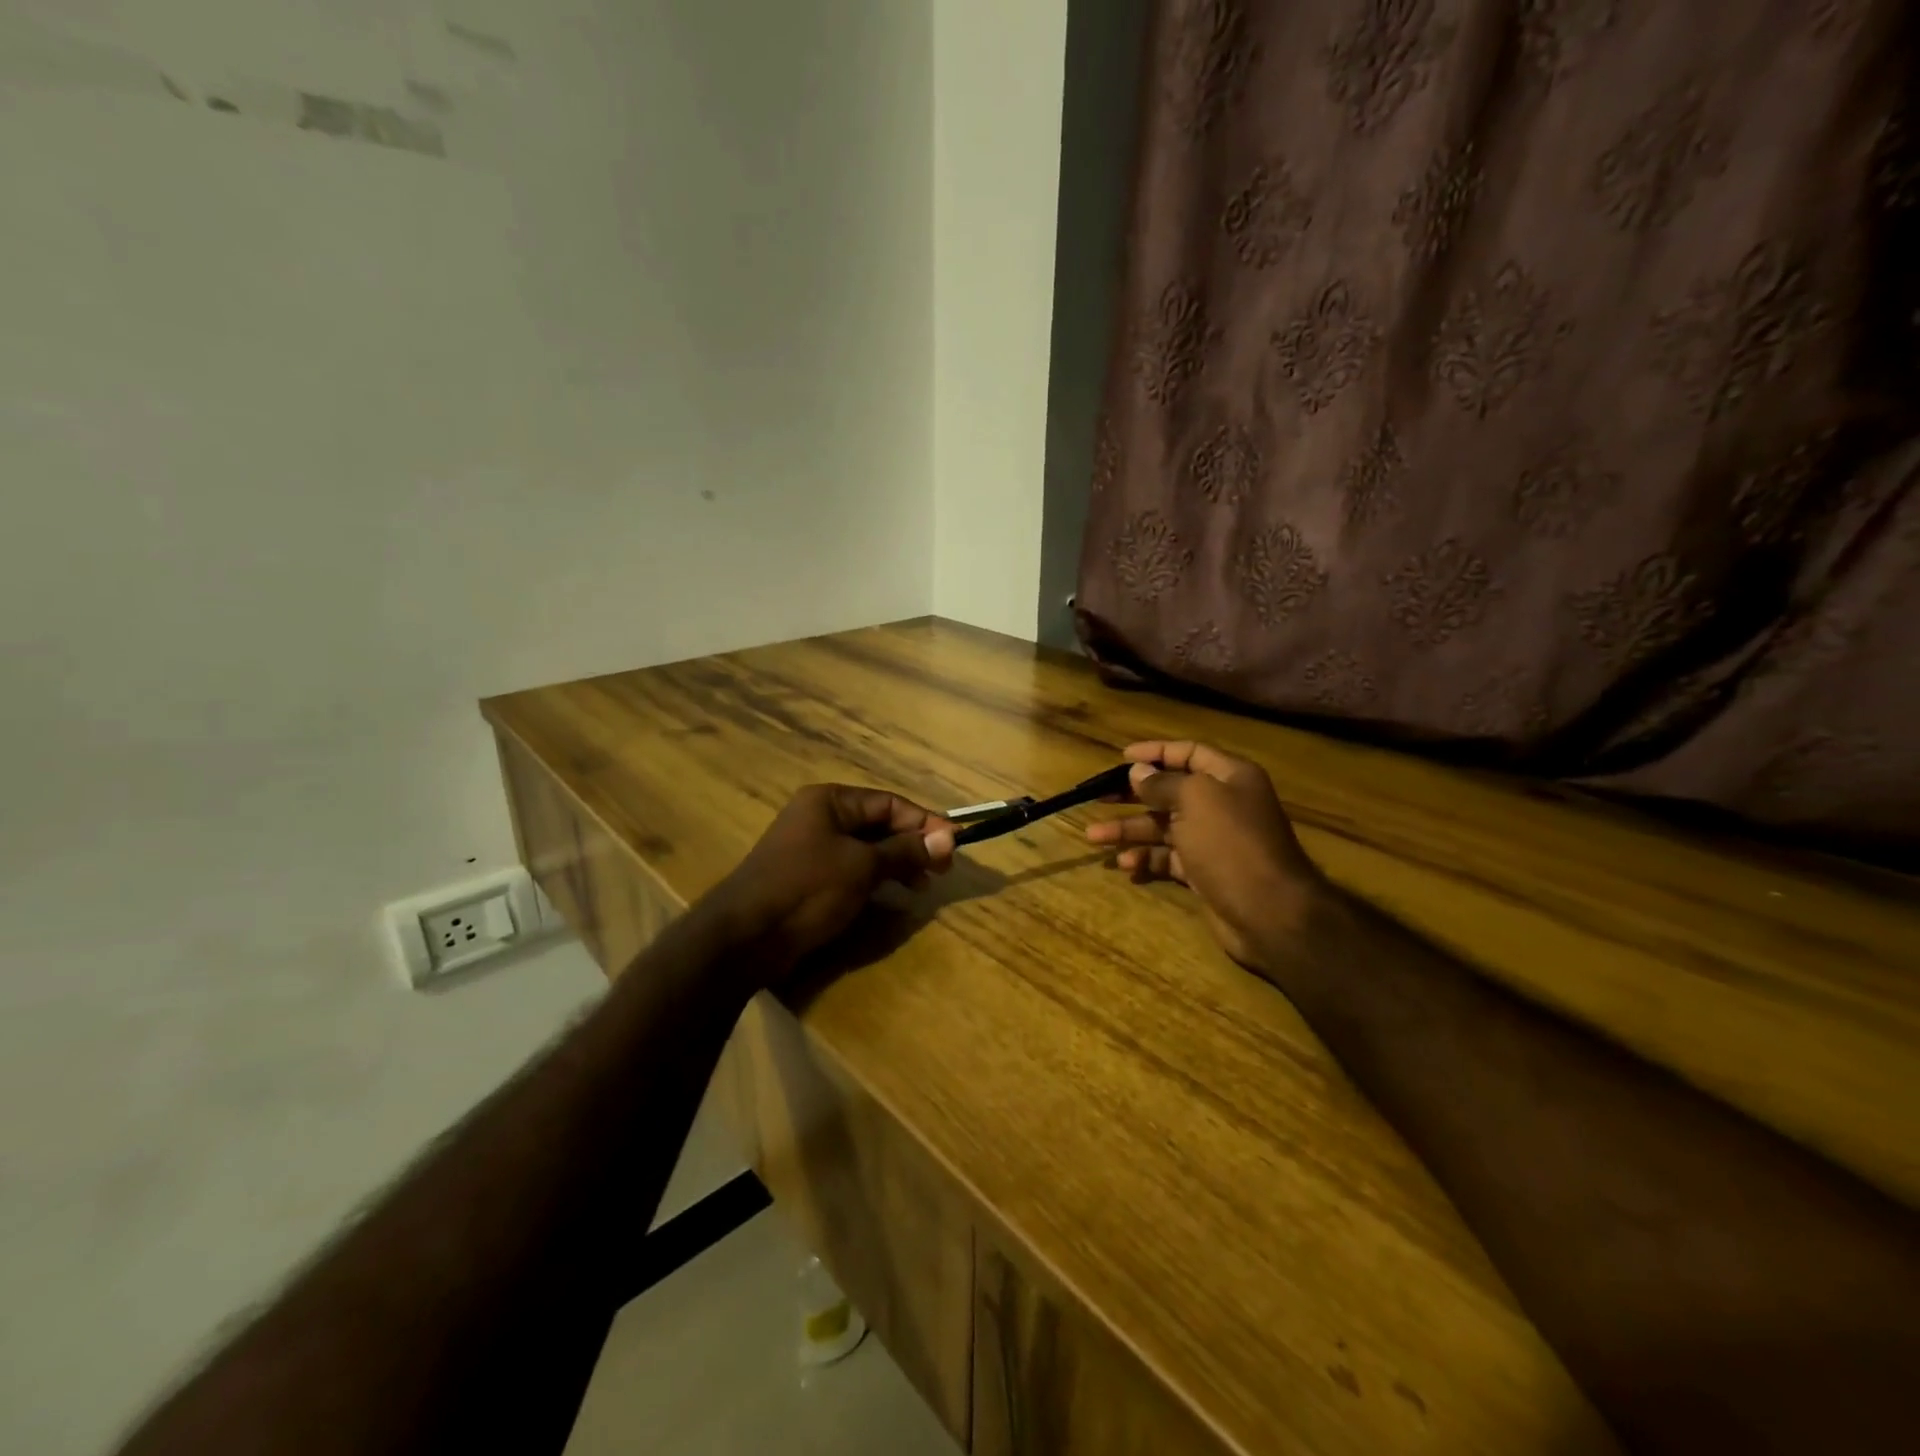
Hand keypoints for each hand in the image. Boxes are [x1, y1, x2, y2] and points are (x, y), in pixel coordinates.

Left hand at [707, 785, 955, 978]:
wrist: (745, 937)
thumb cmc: (807, 888)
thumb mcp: (862, 866)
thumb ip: (905, 851)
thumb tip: (949, 838)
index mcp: (830, 801)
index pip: (889, 803)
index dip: (925, 822)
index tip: (955, 844)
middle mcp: (820, 818)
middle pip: (879, 824)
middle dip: (912, 844)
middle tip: (941, 870)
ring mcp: (813, 849)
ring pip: (867, 849)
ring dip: (897, 863)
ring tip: (922, 885)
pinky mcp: (810, 879)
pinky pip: (852, 870)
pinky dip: (876, 878)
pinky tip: (893, 895)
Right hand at [1086, 741, 1327, 972]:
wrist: (1269, 912)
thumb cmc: (1231, 844)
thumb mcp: (1196, 800)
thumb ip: (1163, 783)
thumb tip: (1138, 771)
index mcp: (1229, 777)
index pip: (1188, 753)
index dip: (1155, 752)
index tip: (1122, 758)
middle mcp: (1222, 804)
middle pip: (1170, 791)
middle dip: (1133, 794)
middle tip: (1097, 797)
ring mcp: (1212, 840)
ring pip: (1163, 827)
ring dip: (1129, 830)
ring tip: (1093, 837)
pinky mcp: (1204, 872)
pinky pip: (1168, 858)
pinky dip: (1147, 859)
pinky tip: (1126, 864)